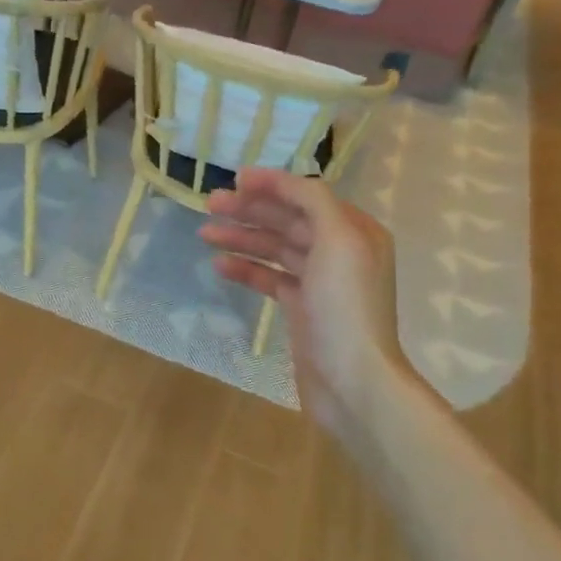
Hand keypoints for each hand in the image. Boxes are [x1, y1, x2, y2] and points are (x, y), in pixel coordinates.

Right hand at [200, 170, 403, 440]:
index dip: (272, 185)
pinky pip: (270, 279)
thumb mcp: (338, 241)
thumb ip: (312, 202)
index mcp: (355, 231)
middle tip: (208, 204)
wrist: (352, 381)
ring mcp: (320, 282)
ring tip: (205, 233)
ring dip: (242, 238)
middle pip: (289, 220)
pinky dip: (246, 269)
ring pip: (276, 249)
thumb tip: (282, 183)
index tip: (235, 180)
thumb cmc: (346, 307)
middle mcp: (340, 252)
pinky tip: (220, 265)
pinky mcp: (302, 309)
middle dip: (250, 210)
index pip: (308, 196)